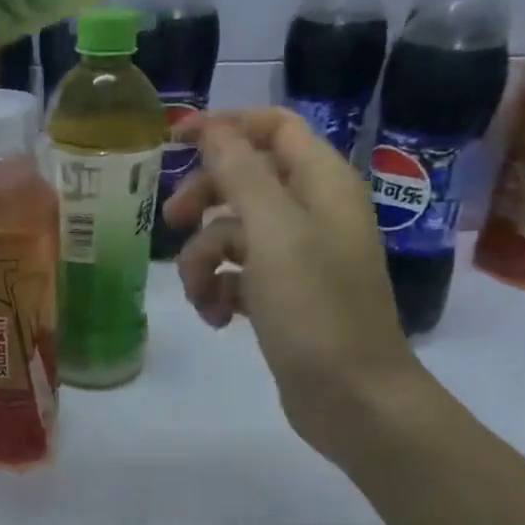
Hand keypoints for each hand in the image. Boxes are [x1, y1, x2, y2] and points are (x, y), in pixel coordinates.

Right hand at [162, 109, 426, 459]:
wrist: (352, 398)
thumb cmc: (315, 308)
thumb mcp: (273, 232)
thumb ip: (240, 173)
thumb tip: (212, 127)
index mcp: (322, 183)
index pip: (274, 127)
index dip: (226, 126)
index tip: (175, 140)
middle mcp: (312, 212)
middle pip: (244, 180)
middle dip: (204, 200)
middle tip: (172, 222)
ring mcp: (298, 257)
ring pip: (232, 233)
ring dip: (205, 260)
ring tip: (201, 296)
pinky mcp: (283, 296)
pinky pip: (237, 275)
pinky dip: (220, 291)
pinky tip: (218, 319)